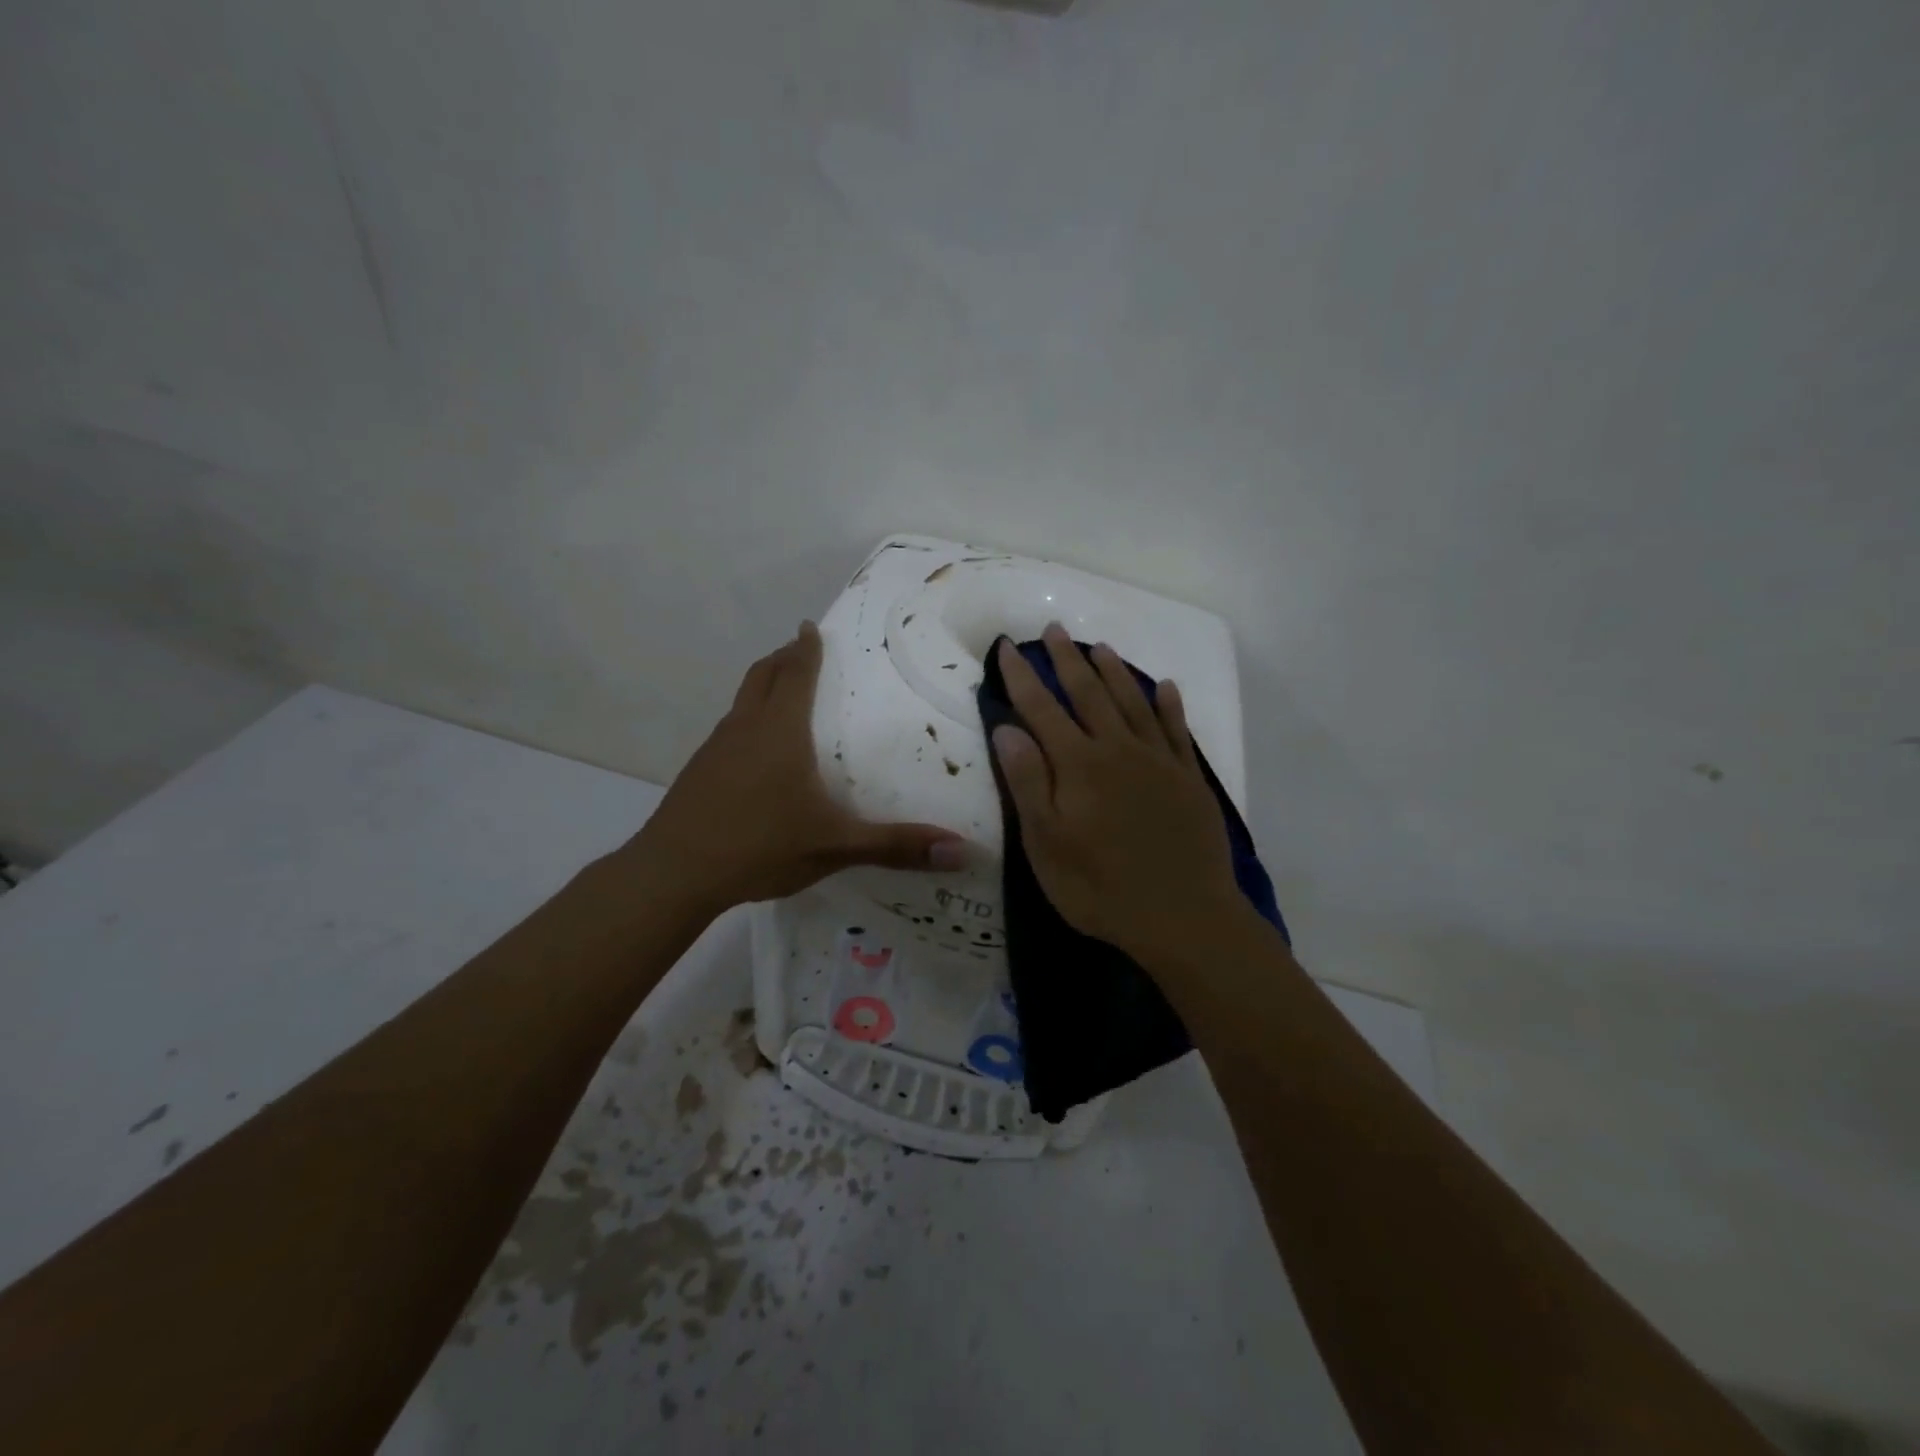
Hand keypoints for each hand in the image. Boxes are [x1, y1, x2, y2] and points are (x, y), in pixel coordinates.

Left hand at [629, 622, 966, 915]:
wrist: (675, 873)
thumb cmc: (760, 845)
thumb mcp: (836, 846)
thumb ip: (897, 846)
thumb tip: (963, 852)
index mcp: (780, 731)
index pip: (795, 674)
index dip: (805, 649)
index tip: (810, 627)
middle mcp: (746, 728)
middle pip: (762, 676)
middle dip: (782, 659)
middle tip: (801, 650)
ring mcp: (715, 749)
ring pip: (741, 702)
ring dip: (763, 687)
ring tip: (782, 693)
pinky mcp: (698, 772)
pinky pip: (729, 730)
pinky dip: (747, 721)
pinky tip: (756, 754)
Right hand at [991, 625, 1246, 967]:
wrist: (1183, 916)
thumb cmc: (1101, 887)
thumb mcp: (1046, 844)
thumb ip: (1029, 782)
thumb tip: (1008, 728)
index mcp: (1077, 765)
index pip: (1041, 709)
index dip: (1020, 677)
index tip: (1006, 647)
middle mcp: (1117, 749)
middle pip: (1088, 693)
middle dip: (1067, 660)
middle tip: (1054, 630)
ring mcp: (1157, 760)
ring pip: (1132, 701)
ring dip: (1114, 672)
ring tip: (1099, 647)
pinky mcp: (1188, 778)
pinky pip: (1176, 729)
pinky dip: (1170, 704)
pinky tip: (1166, 687)